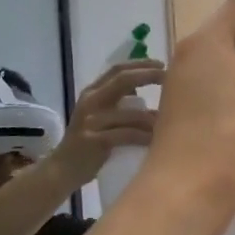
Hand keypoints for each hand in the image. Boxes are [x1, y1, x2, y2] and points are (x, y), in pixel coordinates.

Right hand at [50, 59, 164, 187]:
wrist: (63, 169)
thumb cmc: (89, 143)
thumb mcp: (101, 116)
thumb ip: (119, 103)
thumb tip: (148, 93)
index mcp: (92, 92)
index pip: (117, 70)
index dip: (141, 65)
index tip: (162, 64)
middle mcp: (90, 101)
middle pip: (122, 80)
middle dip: (148, 76)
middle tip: (169, 77)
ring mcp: (91, 121)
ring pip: (129, 113)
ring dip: (152, 116)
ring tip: (171, 118)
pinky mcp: (94, 140)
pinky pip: (126, 135)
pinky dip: (143, 136)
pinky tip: (156, 140)